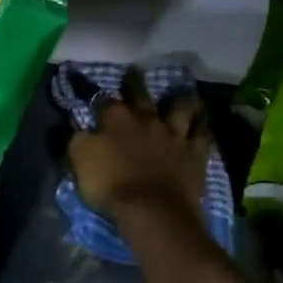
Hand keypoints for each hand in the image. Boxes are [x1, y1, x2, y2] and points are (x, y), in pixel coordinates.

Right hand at [68, 68, 210, 219]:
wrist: (152, 211)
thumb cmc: (111, 185)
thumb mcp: (80, 160)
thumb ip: (79, 138)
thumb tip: (80, 125)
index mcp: (116, 120)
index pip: (104, 101)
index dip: (97, 97)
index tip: (94, 95)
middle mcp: (146, 119)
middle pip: (140, 95)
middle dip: (135, 82)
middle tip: (134, 72)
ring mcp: (174, 134)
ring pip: (179, 108)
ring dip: (179, 99)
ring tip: (180, 93)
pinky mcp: (195, 153)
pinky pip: (202, 134)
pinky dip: (202, 125)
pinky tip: (203, 121)